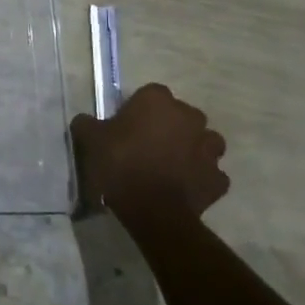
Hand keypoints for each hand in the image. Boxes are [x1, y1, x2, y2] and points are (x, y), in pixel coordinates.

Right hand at [71, 83, 229, 219]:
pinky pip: (210, 173)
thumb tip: (86, 121)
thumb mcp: (90, 139)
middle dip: (169, 127)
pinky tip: (184, 187)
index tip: (127, 126)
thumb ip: (87, 123)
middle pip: (181, 116)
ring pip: (204, 141)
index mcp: (158, 100)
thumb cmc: (120, 164)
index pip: (151, 94)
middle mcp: (189, 117)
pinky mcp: (218, 178)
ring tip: (171, 165)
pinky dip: (201, 177)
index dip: (139, 110)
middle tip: (148, 146)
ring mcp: (208, 148)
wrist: (153, 210)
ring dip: (192, 149)